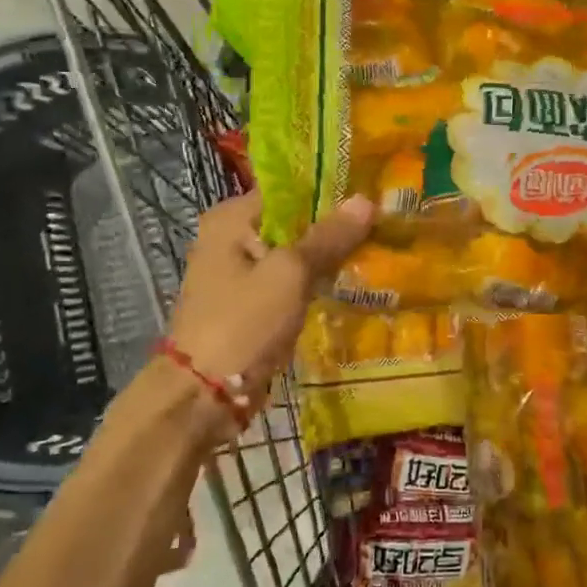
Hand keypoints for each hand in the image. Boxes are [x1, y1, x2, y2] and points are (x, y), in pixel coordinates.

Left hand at [167, 191, 374, 425]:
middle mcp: (231, 239)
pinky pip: (290, 284)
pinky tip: (352, 283)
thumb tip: (367, 199)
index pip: (289, 189)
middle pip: (293, 222)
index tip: (373, 192)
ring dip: (328, 257)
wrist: (202, 397)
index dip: (330, 190)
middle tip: (384, 223)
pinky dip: (316, 284)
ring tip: (378, 250)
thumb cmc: (242, 324)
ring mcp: (239, 275)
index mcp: (230, 219)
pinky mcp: (251, 306)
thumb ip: (328, 237)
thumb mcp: (290, 274)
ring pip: (294, 255)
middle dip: (334, 226)